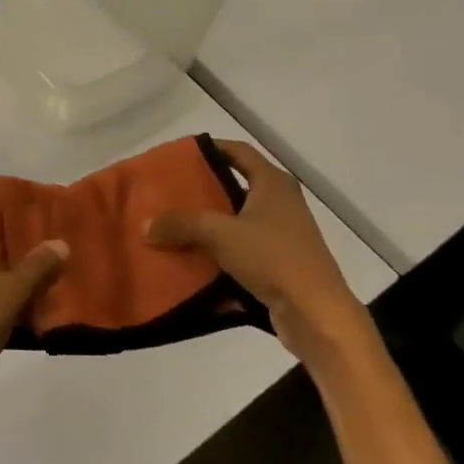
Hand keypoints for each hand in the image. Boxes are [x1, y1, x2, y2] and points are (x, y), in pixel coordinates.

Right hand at [145, 140, 369, 362]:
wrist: (316, 314)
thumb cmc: (272, 257)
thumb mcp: (219, 234)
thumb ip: (180, 224)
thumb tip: (146, 225)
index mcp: (273, 184)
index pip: (238, 152)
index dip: (211, 148)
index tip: (180, 155)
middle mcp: (280, 204)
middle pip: (235, 187)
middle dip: (202, 191)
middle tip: (169, 194)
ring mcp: (282, 236)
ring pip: (236, 222)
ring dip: (208, 226)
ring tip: (173, 228)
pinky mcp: (279, 265)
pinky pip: (241, 252)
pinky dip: (219, 254)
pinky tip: (192, 263)